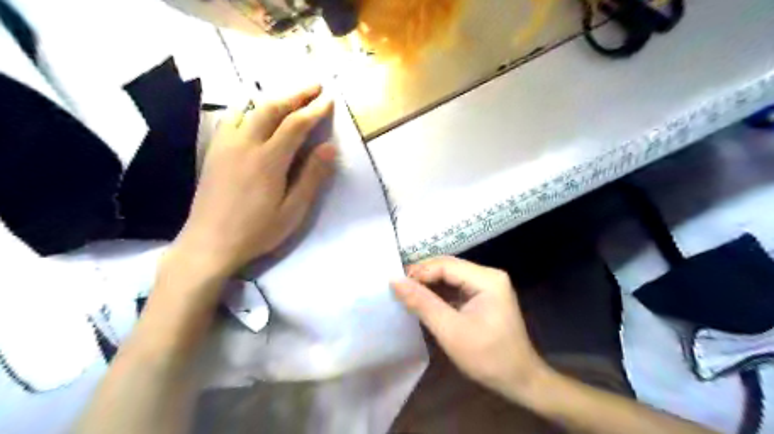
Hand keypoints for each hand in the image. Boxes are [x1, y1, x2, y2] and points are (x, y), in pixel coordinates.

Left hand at [172, 85, 336, 279]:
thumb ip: (311, 177)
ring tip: (290, 98)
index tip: (329, 100)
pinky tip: (255, 113)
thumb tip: (329, 147)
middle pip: (271, 108)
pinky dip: (249, 109)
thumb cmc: (257, 231)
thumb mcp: (292, 210)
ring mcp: (225, 145)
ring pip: (250, 109)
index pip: (295, 125)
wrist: (209, 243)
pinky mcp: (214, 151)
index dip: (314, 110)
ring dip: (273, 99)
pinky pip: (232, 119)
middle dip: (296, 95)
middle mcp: (245, 144)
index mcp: (268, 160)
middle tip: (315, 87)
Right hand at [391, 257, 546, 401]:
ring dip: (429, 284)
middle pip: (449, 267)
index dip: (419, 272)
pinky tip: (424, 300)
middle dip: (423, 276)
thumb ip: (422, 303)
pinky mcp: (484, 295)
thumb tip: (395, 281)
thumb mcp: (450, 331)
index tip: (396, 285)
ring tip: (406, 293)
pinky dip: (439, 293)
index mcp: (487, 279)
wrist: (519, 380)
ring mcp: (488, 285)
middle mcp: (489, 275)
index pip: (446, 265)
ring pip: (451, 276)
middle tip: (398, 288)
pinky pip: (457, 287)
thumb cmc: (487, 357)